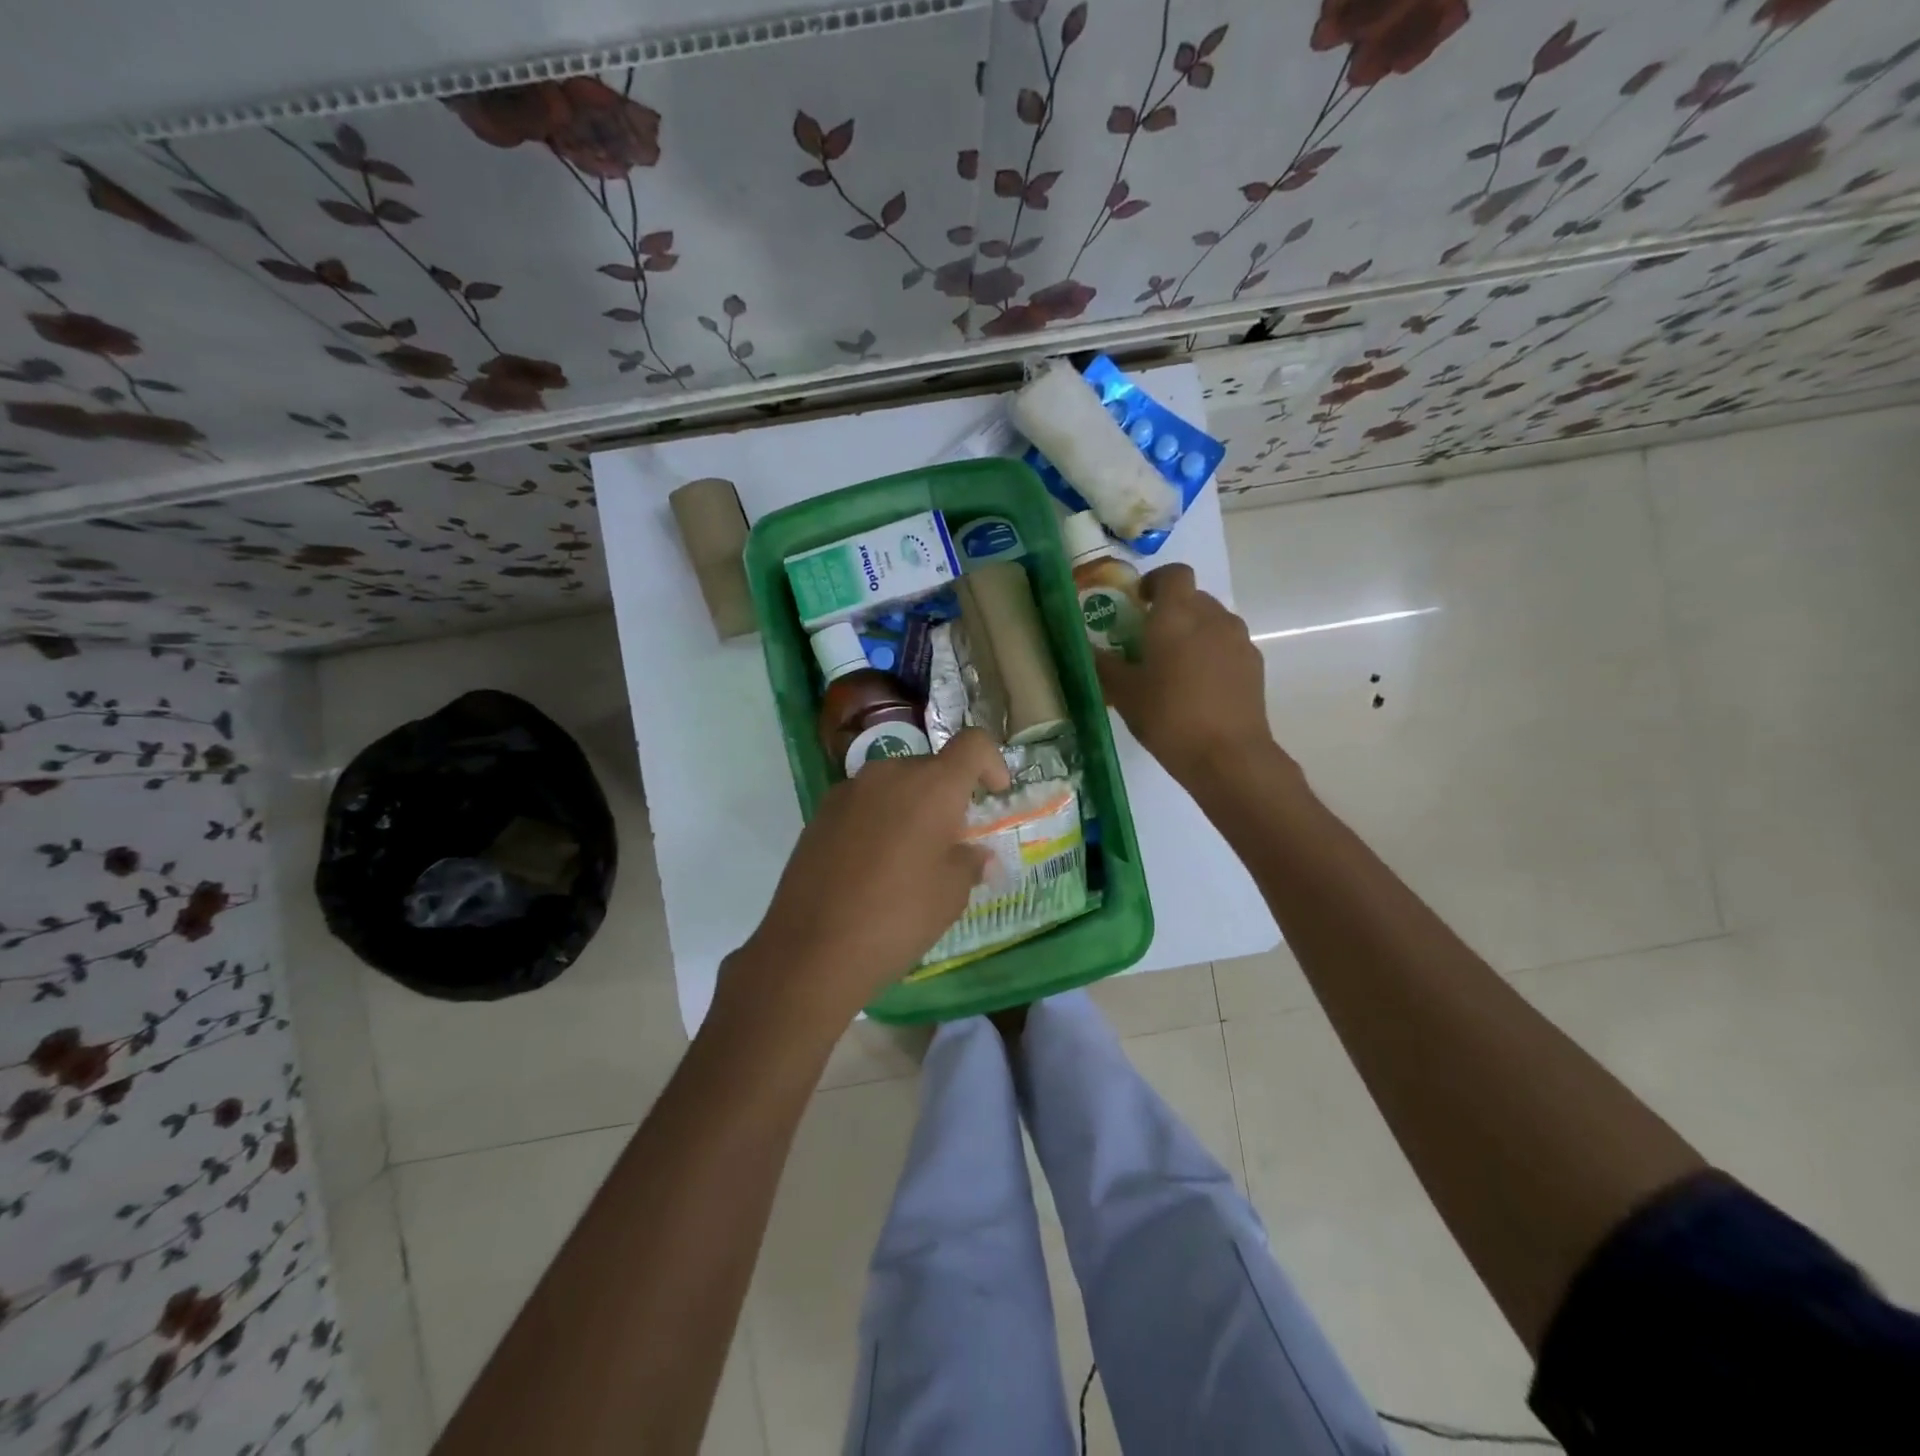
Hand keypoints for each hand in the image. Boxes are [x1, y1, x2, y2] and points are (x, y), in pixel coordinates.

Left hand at [729, 729, 1010, 1025]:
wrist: (811, 949)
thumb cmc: (898, 917)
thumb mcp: (950, 895)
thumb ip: (969, 863)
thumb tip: (975, 854)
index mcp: (932, 786)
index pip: (973, 744)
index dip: (992, 762)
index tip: (995, 794)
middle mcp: (889, 774)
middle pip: (931, 767)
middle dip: (948, 796)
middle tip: (951, 842)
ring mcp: (848, 791)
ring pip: (894, 785)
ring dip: (911, 808)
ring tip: (909, 857)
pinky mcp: (820, 813)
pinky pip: (864, 804)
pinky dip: (879, 821)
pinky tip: (872, 866)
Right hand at [1094, 563, 1281, 787]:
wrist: (1228, 756)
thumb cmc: (1168, 717)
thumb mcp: (1124, 693)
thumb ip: (1103, 665)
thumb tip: (1085, 648)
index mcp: (1176, 615)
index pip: (1173, 574)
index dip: (1156, 581)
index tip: (1140, 602)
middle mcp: (1212, 617)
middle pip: (1192, 598)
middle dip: (1172, 611)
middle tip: (1149, 641)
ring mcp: (1238, 640)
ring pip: (1212, 621)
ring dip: (1193, 633)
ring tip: (1175, 667)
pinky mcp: (1254, 664)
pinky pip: (1228, 646)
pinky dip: (1212, 654)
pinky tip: (1199, 687)